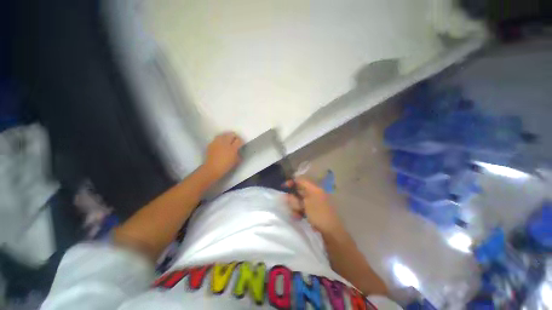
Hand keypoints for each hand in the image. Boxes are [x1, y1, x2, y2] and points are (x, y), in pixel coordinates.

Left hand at [203, 132, 243, 180]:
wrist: (212, 168)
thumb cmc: (226, 166)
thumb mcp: (236, 161)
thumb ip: (238, 154)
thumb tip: (238, 150)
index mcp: (233, 148)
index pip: (239, 140)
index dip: (240, 141)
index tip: (241, 143)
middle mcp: (225, 143)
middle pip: (231, 134)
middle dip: (234, 136)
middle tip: (234, 140)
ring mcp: (217, 142)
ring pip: (223, 134)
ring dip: (226, 136)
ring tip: (227, 140)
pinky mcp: (211, 144)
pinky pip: (217, 138)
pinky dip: (220, 139)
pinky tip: (220, 143)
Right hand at [284, 178, 343, 233]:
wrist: (331, 231)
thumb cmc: (318, 215)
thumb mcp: (305, 205)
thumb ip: (295, 198)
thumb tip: (287, 195)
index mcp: (314, 188)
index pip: (300, 180)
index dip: (291, 182)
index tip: (283, 187)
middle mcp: (314, 193)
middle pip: (298, 191)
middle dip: (293, 199)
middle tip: (294, 207)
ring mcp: (313, 202)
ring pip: (299, 200)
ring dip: (295, 207)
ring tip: (297, 214)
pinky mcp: (313, 210)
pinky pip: (302, 207)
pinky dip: (299, 211)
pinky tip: (298, 217)